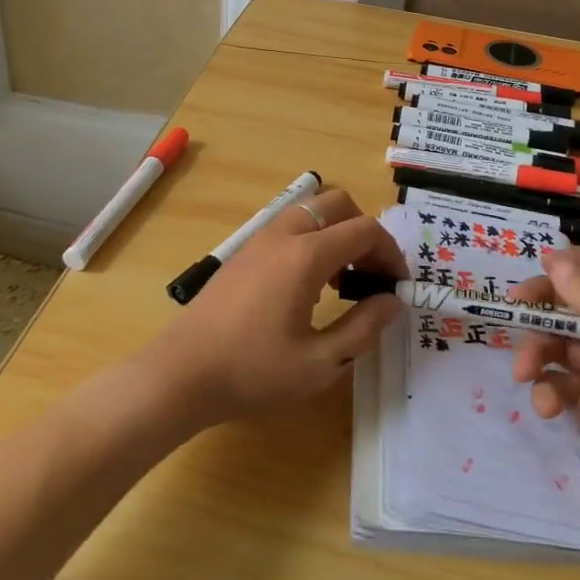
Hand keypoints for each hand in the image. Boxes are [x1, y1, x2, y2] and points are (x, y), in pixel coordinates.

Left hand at [143, 188, 405, 427]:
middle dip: (365, 232)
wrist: (181, 374)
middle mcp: (284, 234)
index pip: (365, 230)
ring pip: (312, 211)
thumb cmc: (252, 372)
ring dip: (337, 233)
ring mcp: (260, 239)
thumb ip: (363, 328)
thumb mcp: (320, 363)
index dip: (391, 253)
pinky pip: (290, 226)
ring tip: (344, 282)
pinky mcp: (244, 251)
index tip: (398, 286)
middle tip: (373, 274)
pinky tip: (310, 286)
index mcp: (306, 255)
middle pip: (339, 204)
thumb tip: (393, 301)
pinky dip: (313, 240)